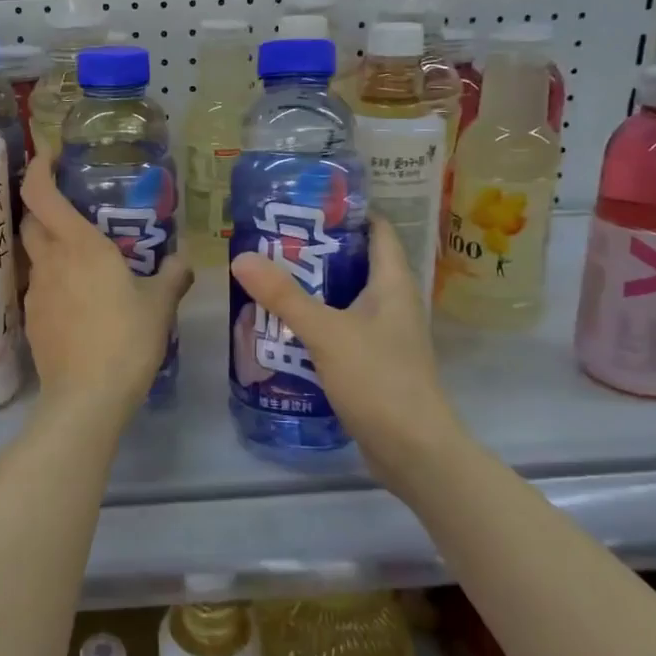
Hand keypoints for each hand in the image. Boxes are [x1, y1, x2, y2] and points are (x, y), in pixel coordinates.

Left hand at [20, 156, 192, 422]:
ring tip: (80, 256)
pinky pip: (39, 286)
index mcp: (78, 246)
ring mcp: (36, 292)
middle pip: (29, 220)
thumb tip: (183, 261)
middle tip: (71, 206)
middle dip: (43, 205)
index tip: (50, 155)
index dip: (39, 167)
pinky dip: (53, 280)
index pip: (40, 193)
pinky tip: (78, 299)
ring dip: (49, 245)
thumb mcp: (159, 305)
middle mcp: (50, 261)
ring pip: (34, 254)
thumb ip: (172, 276)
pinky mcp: (32, 320)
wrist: (86, 397)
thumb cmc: (126, 340)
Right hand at [231, 216, 461, 480]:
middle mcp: (392, 305)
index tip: (311, 202)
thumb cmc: (379, 380)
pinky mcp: (372, 365)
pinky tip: (283, 328)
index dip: (351, 212)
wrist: (414, 453)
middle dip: (318, 251)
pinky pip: (340, 332)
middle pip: (356, 264)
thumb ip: (284, 296)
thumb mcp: (326, 332)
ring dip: (313, 290)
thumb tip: (242, 257)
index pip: (379, 231)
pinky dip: (315, 324)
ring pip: (345, 300)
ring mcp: (384, 337)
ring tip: (270, 278)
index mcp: (393, 285)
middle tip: (274, 240)